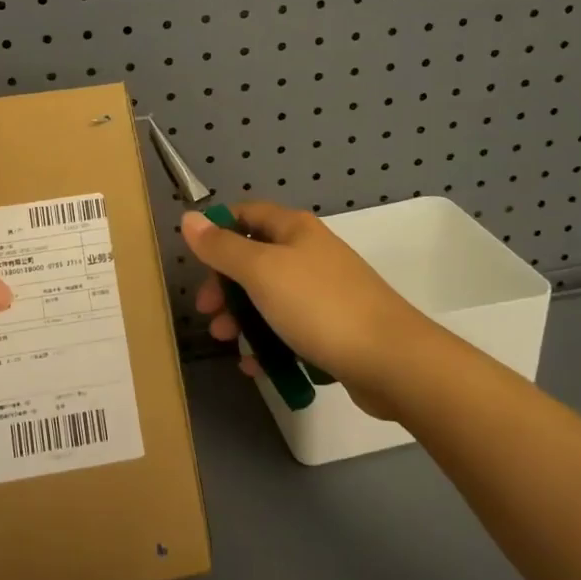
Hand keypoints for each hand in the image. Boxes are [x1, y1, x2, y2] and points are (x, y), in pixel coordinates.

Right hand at [181, 203, 437, 416]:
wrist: (391, 360)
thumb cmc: (319, 306)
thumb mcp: (261, 272)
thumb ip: (222, 247)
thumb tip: (189, 218)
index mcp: (294, 230)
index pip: (246, 214)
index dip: (218, 232)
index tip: (197, 262)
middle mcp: (309, 253)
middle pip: (255, 258)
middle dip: (225, 284)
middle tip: (207, 311)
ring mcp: (324, 291)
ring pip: (270, 296)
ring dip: (242, 316)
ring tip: (226, 341)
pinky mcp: (334, 327)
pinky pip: (290, 327)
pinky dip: (268, 341)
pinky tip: (255, 365)